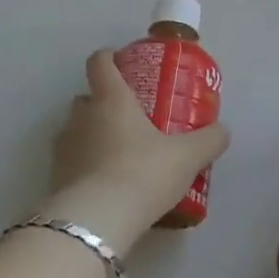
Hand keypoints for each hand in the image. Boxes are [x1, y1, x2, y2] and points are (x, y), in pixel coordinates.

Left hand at [45, 50, 229, 254]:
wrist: (98, 220)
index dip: (108, 57)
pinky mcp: (55, 177)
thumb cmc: (143, 173)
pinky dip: (84, 166)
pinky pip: (71, 162)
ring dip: (91, 136)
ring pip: (75, 130)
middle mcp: (81, 117)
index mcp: (111, 99)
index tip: (120, 60)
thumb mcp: (186, 157)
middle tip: (129, 117)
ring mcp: (64, 147)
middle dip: (102, 103)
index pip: (100, 62)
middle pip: (85, 98)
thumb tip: (223, 130)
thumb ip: (208, 140)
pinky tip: (105, 184)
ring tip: (118, 154)